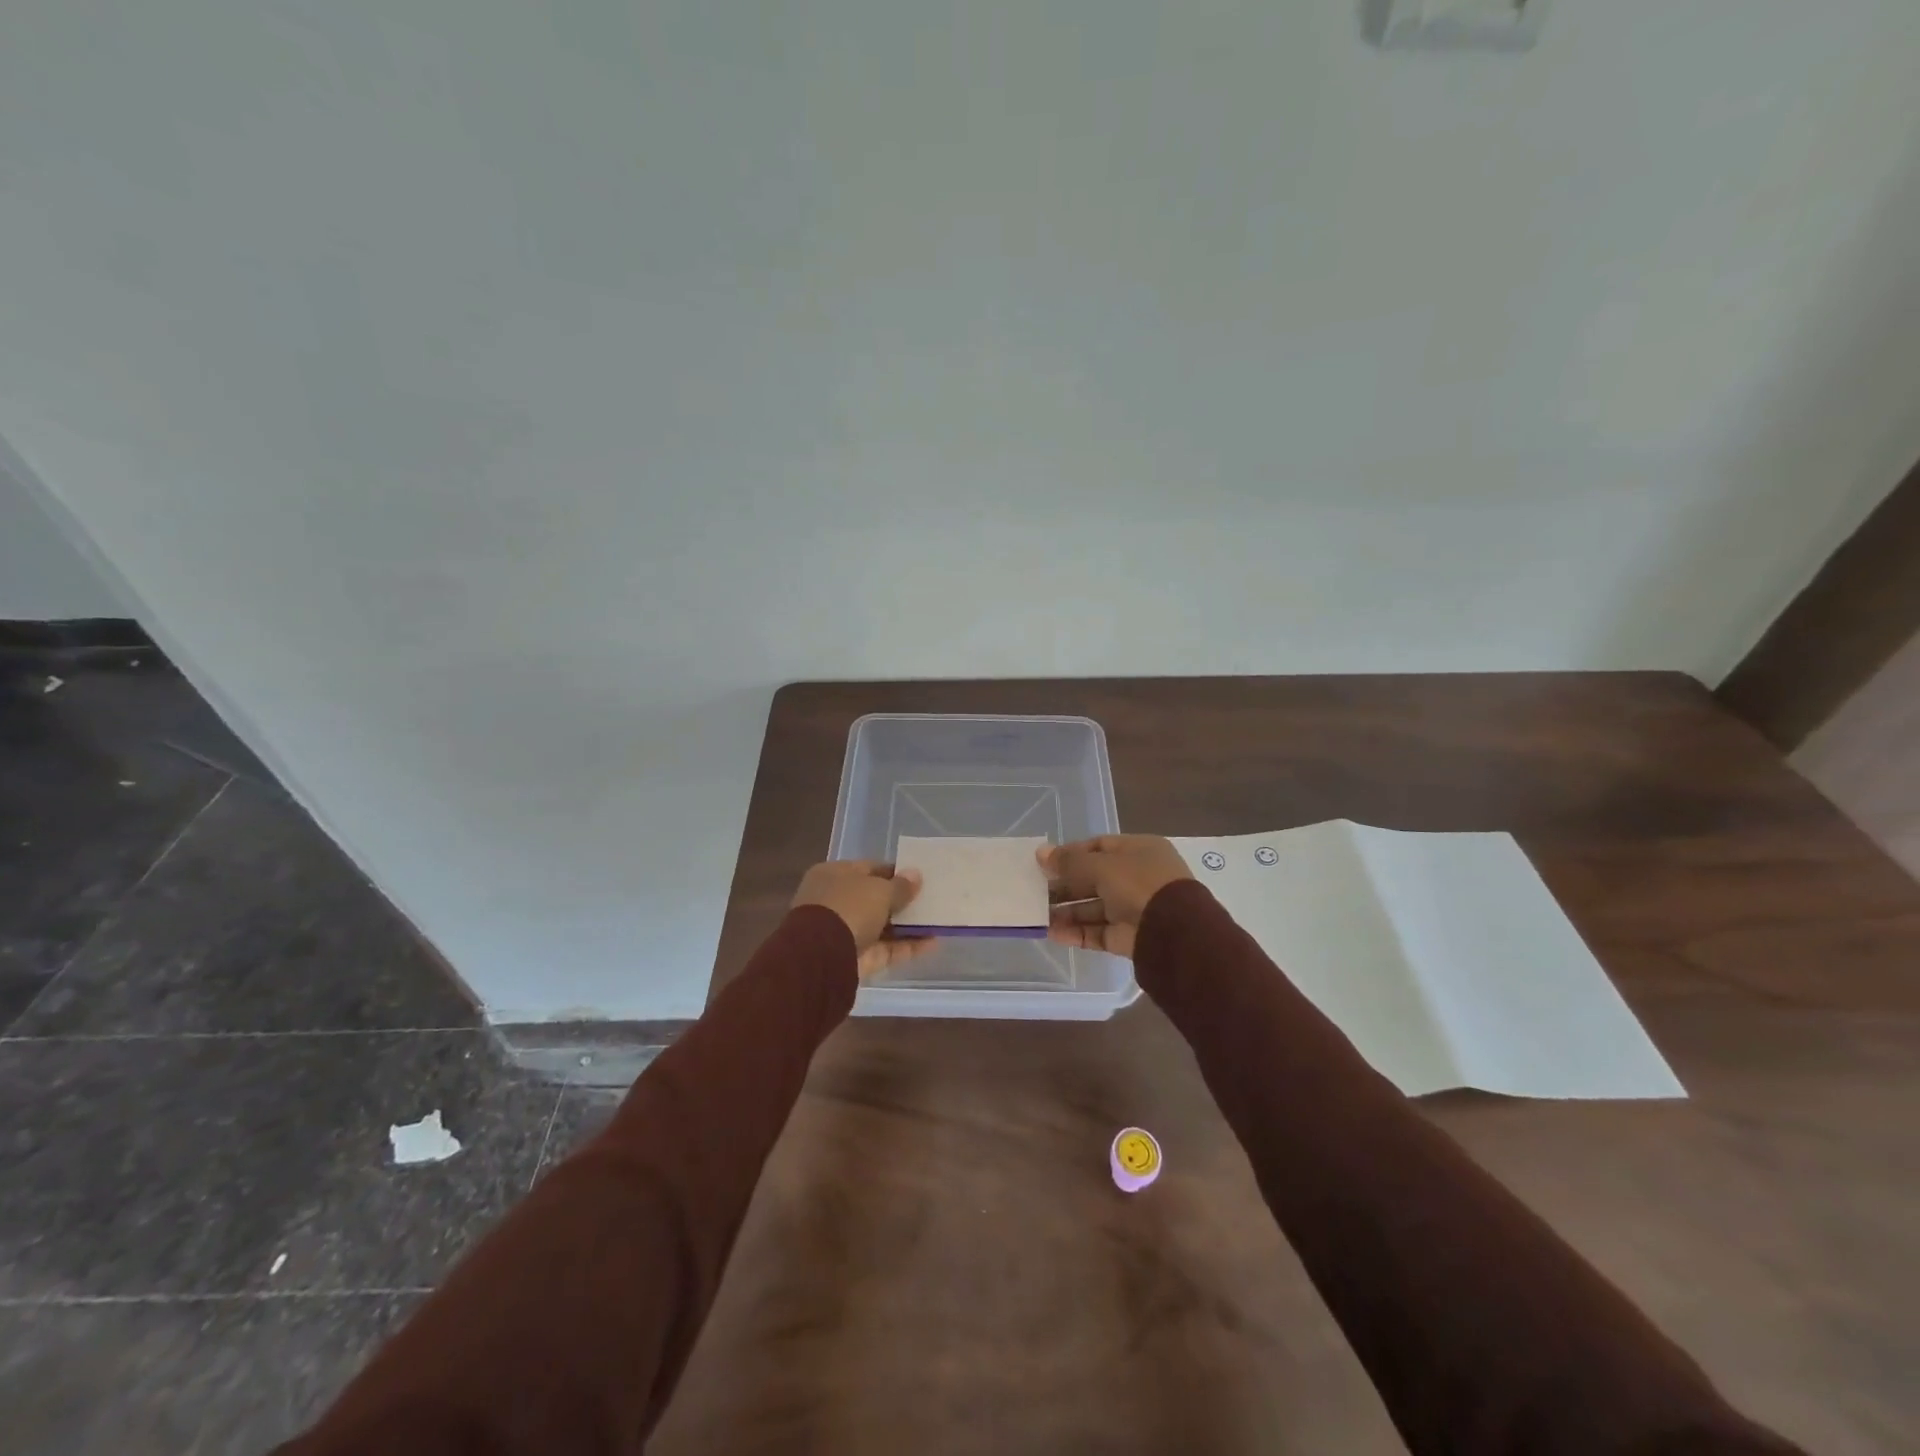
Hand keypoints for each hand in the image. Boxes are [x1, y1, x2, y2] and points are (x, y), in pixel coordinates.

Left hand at [791, 860, 938, 979]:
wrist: (822, 957)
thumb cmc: (848, 908)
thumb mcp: (879, 890)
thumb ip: (900, 885)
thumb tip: (916, 875)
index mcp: (833, 875)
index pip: (868, 869)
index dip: (894, 872)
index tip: (918, 877)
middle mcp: (836, 902)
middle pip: (874, 899)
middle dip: (901, 900)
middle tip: (930, 899)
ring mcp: (844, 932)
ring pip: (882, 926)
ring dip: (908, 925)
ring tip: (938, 921)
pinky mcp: (856, 959)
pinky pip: (886, 949)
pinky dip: (907, 946)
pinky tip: (933, 943)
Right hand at [1038, 835, 1194, 958]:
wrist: (1173, 933)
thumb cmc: (1138, 884)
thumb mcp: (1101, 865)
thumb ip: (1069, 861)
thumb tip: (1041, 852)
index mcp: (1139, 851)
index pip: (1099, 847)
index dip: (1071, 854)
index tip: (1044, 862)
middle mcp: (1137, 878)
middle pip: (1093, 879)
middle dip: (1065, 885)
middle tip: (1035, 890)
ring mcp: (1133, 909)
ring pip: (1093, 908)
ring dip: (1066, 911)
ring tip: (1037, 914)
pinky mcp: (1128, 938)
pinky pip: (1097, 932)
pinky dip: (1075, 932)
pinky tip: (1051, 932)